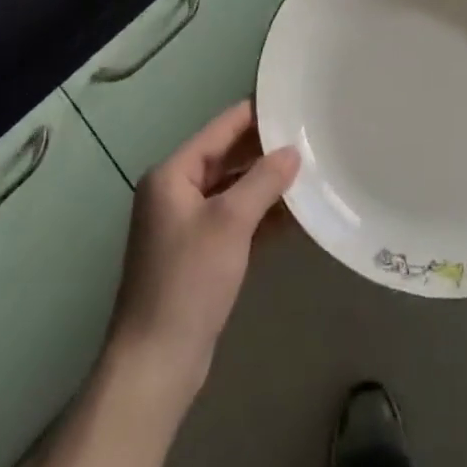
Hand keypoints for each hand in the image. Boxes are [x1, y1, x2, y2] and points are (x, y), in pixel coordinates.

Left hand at [104, 101, 298, 406]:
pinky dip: (260, 214)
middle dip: (265, 150)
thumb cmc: (188, 281)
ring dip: (266, 183)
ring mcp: (186, 224)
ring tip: (310, 170)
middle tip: (309, 136)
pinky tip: (295, 213)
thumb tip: (292, 152)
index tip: (292, 101)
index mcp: (172, 174)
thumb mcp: (230, 222)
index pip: (221, 128)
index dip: (256, 114)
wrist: (156, 365)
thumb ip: (263, 180)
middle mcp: (175, 192)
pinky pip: (234, 220)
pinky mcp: (199, 254)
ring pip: (233, 189)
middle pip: (227, 157)